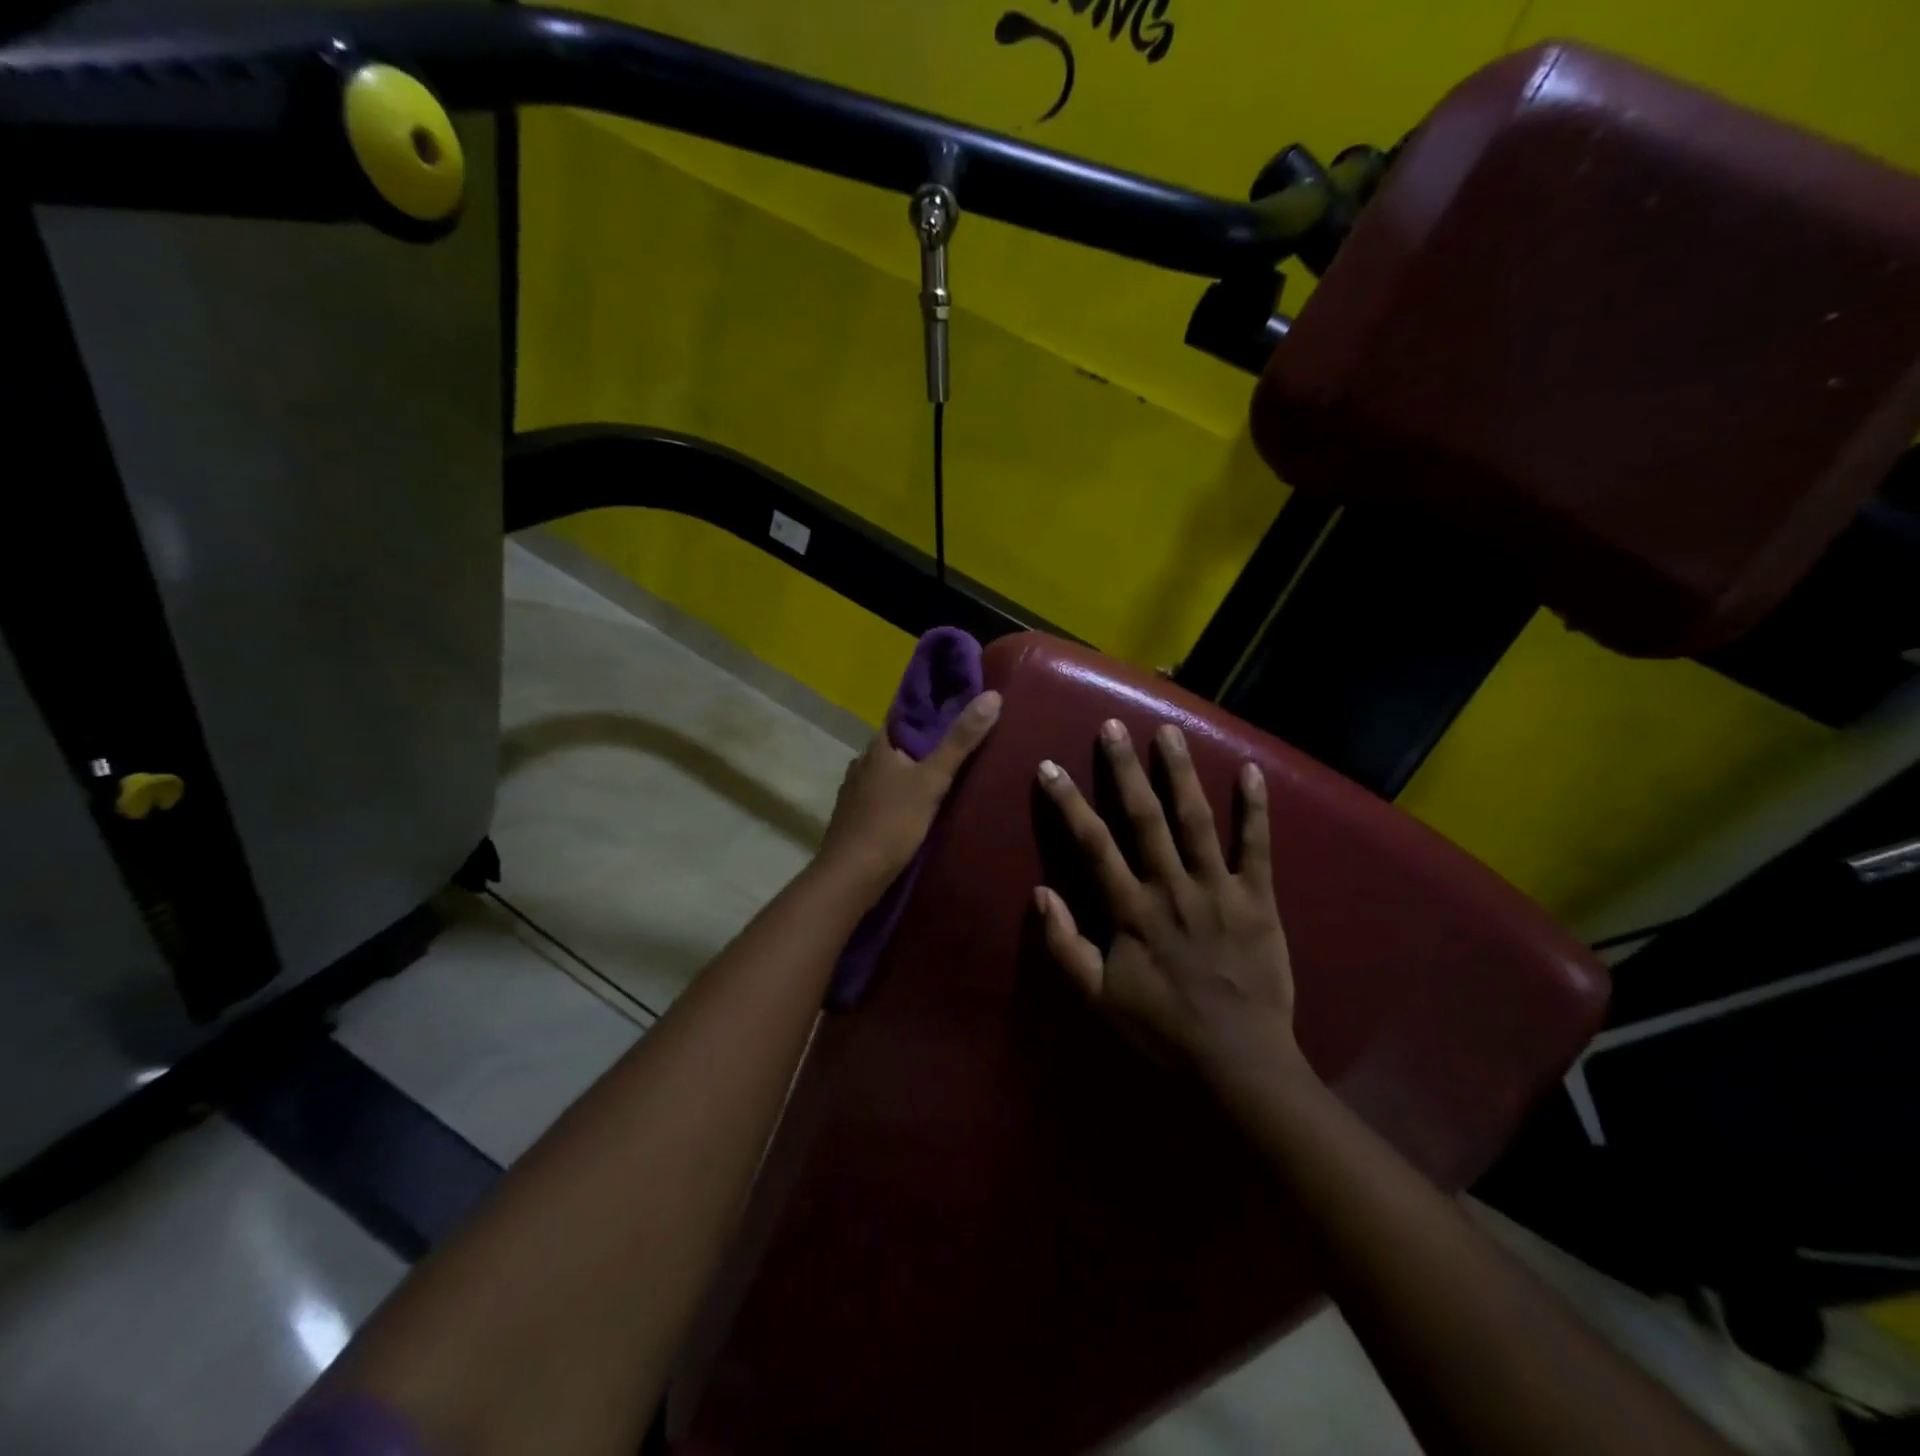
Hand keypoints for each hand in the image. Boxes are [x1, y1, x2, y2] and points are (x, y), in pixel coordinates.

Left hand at [817, 690, 1002, 901]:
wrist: (852, 876)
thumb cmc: (892, 822)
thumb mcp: (933, 780)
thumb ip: (960, 741)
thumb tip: (992, 695)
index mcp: (877, 747)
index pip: (904, 717)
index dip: (929, 712)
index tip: (957, 708)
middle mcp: (861, 763)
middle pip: (898, 746)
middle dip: (923, 746)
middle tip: (960, 746)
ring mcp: (854, 792)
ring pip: (889, 773)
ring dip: (911, 774)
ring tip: (944, 778)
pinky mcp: (855, 819)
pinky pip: (883, 797)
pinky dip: (900, 797)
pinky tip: (917, 808)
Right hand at [1033, 718, 1301, 1082]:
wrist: (1239, 1061)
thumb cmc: (1163, 1028)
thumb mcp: (1098, 998)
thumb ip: (1064, 945)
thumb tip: (1039, 892)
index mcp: (1132, 910)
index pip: (1092, 845)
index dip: (1069, 803)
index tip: (1050, 766)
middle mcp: (1171, 888)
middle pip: (1144, 818)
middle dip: (1125, 769)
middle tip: (1112, 726)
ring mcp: (1218, 889)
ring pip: (1196, 820)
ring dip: (1180, 773)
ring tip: (1168, 731)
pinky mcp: (1258, 899)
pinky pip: (1257, 847)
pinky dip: (1255, 809)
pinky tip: (1251, 770)